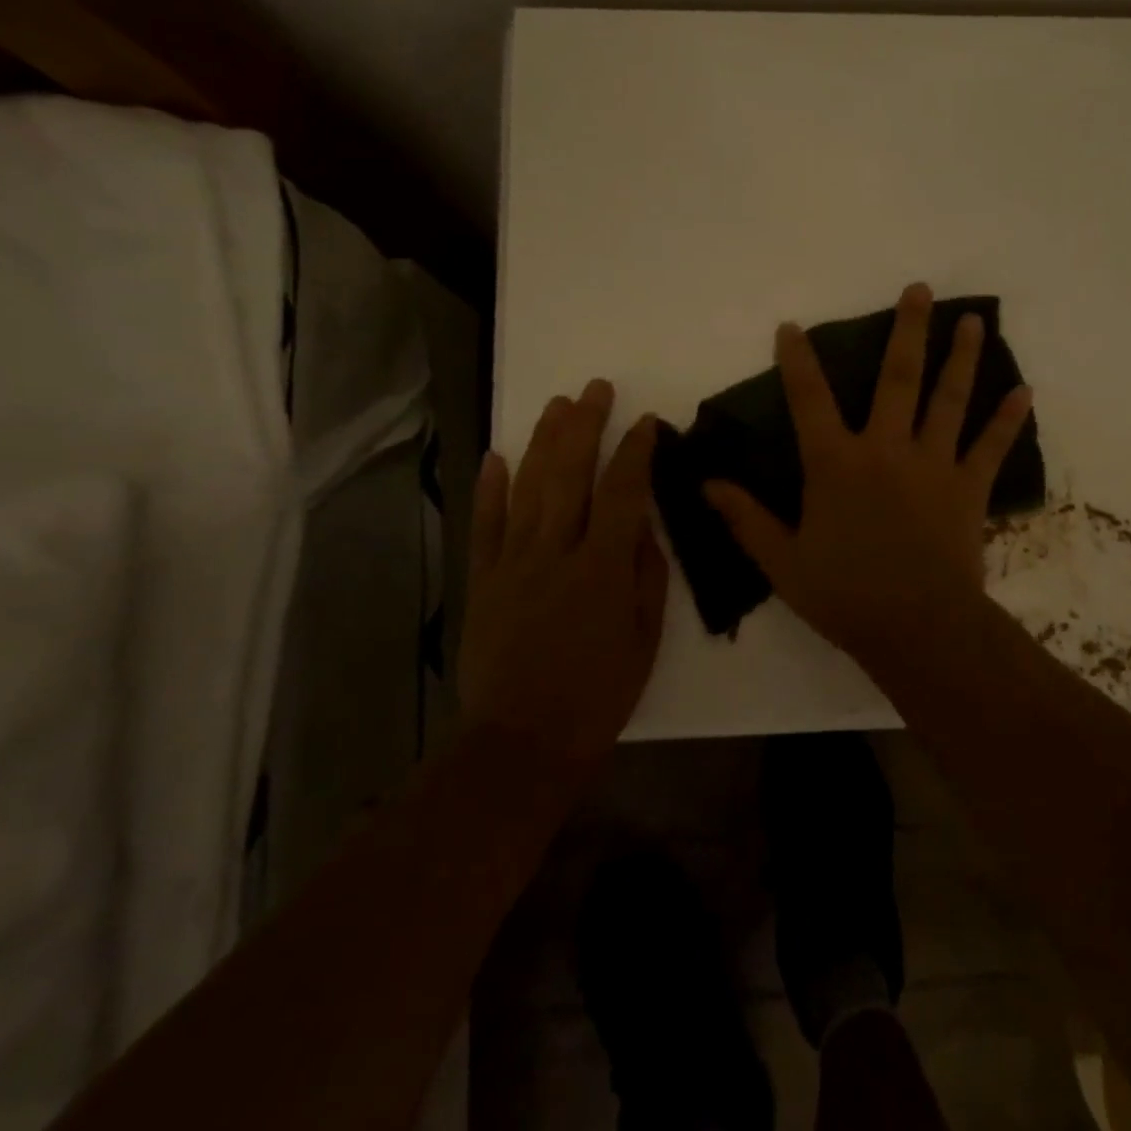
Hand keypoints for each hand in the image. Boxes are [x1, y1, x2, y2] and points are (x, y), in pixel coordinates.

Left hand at [457, 379, 667, 761]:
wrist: (522, 741)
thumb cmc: (598, 695)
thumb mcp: (645, 639)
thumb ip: (645, 577)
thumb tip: (642, 528)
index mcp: (603, 567)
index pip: (622, 492)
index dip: (635, 452)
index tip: (646, 423)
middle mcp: (556, 552)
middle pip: (570, 475)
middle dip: (585, 426)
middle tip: (596, 389)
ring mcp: (513, 564)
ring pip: (529, 488)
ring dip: (544, 442)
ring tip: (558, 405)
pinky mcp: (483, 581)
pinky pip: (486, 526)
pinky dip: (490, 489)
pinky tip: (497, 455)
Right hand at [703, 283, 1032, 661]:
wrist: (917, 628)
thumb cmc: (844, 595)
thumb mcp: (782, 562)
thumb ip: (746, 519)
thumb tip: (708, 484)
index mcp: (836, 464)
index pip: (809, 400)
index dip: (797, 361)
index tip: (792, 326)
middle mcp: (886, 449)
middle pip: (897, 378)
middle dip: (906, 330)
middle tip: (918, 289)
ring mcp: (933, 465)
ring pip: (948, 399)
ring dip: (961, 357)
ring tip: (972, 320)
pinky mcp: (968, 488)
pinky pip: (990, 447)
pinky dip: (1007, 419)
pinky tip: (1024, 391)